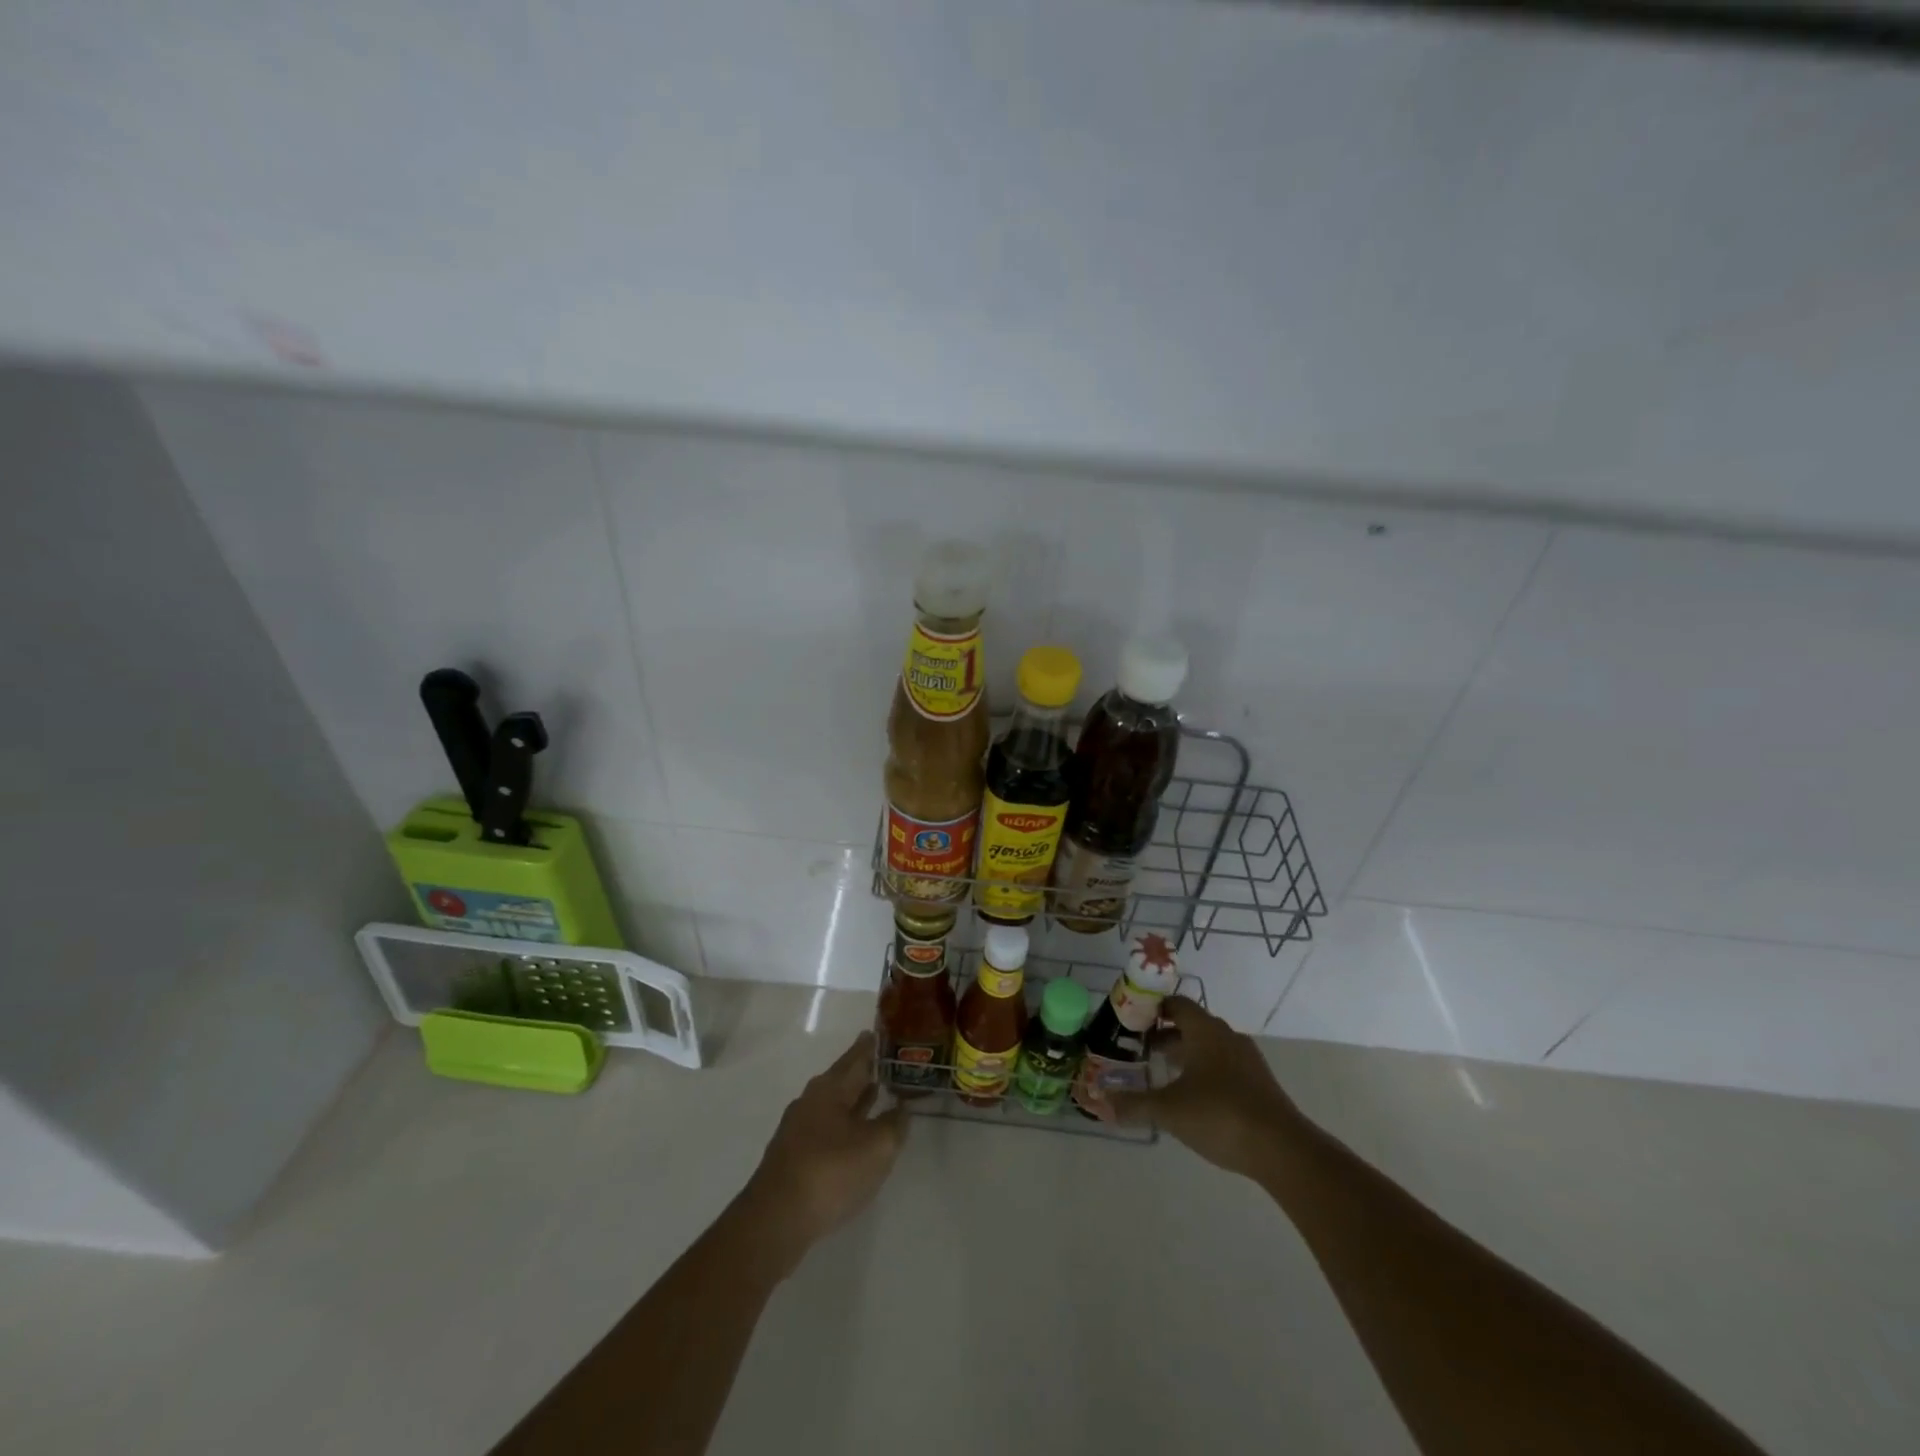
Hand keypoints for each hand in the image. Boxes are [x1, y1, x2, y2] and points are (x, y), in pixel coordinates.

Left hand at [742, 1031, 907, 1259]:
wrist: (776, 1220)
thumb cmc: (830, 1172)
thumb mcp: (877, 1147)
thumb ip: (894, 1124)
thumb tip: (901, 1109)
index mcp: (829, 1089)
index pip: (855, 1057)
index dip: (869, 1046)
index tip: (879, 1032)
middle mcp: (811, 1101)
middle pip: (842, 1079)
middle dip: (863, 1072)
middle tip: (885, 1063)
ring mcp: (799, 1129)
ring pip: (834, 1105)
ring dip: (855, 1099)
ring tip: (876, 1092)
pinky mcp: (794, 1156)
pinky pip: (827, 1128)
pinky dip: (845, 1123)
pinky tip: (856, 1135)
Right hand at [1109, 996, 1302, 1179]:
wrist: (1283, 1149)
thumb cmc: (1220, 1114)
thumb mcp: (1169, 1110)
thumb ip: (1134, 1105)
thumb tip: (1101, 1102)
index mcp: (1205, 1030)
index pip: (1176, 1004)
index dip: (1153, 1008)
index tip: (1132, 1020)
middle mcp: (1227, 1037)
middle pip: (1192, 1024)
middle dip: (1166, 1034)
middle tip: (1141, 1049)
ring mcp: (1247, 1060)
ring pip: (1210, 1046)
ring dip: (1186, 1054)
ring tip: (1163, 1073)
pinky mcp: (1260, 1084)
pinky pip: (1225, 1066)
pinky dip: (1205, 1072)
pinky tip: (1193, 1098)